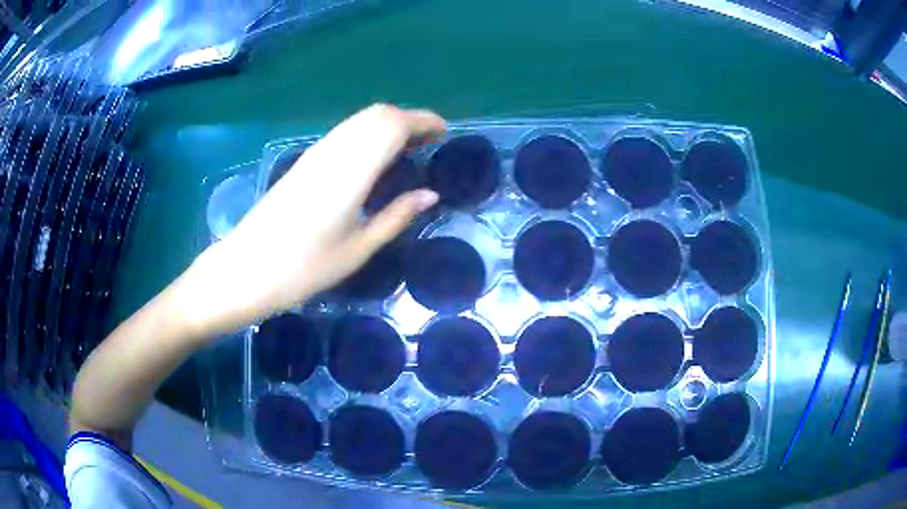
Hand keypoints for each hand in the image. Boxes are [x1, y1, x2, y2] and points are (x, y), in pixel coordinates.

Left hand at [174, 104, 445, 338]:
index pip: (392, 125)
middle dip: (408, 119)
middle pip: (377, 114)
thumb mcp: (358, 249)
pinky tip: (374, 160)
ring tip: (409, 150)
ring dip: (388, 125)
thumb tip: (430, 194)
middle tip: (429, 143)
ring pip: (359, 120)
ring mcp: (315, 154)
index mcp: (350, 172)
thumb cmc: (303, 269)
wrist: (244, 271)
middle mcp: (333, 152)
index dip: (423, 121)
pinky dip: (368, 134)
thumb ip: (396, 216)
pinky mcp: (304, 162)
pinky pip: (345, 133)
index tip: (444, 134)